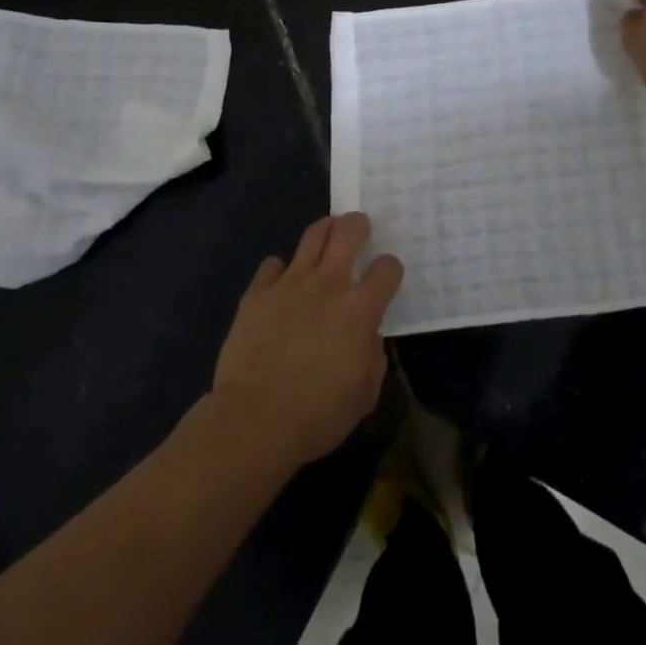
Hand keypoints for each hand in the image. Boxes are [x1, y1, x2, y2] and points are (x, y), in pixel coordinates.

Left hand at [210, 213, 404, 468]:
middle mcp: (328, 284)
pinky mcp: (257, 292)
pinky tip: (281, 283)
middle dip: (357, 224)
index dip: (389, 269)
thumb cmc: (319, 414)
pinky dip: (280, 270)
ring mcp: (290, 283)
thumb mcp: (365, 394)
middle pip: (348, 232)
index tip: (386, 277)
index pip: (387, 268)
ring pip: (312, 236)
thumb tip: (367, 336)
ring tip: (327, 234)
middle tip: (358, 226)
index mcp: (361, 308)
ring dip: (324, 231)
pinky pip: (273, 265)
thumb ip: (373, 356)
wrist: (255, 419)